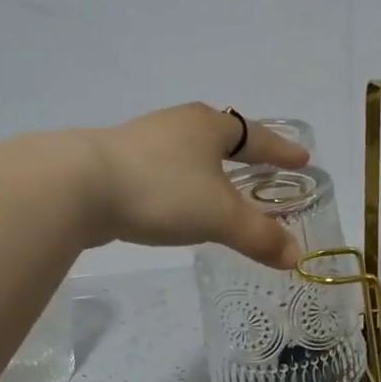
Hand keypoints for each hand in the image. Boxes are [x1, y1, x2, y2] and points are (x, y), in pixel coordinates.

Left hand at [80, 104, 310, 266]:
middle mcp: (179, 125)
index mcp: (209, 126)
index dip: (281, 150)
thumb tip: (294, 256)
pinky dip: (182, 185)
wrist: (78, 187)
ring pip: (190, 154)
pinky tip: (178, 204)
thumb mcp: (220, 216)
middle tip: (264, 170)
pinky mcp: (118, 162)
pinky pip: (165, 170)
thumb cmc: (162, 190)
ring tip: (223, 190)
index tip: (302, 159)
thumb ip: (259, 236)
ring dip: (210, 170)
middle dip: (245, 155)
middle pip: (222, 138)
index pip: (257, 136)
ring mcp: (144, 141)